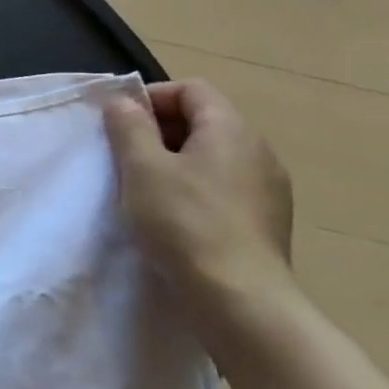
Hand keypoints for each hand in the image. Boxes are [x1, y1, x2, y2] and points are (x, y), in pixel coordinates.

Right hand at [103, 79, 294, 335]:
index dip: (152, 98)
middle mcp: (258, 151)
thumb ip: (130, 127)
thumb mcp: (142, 168)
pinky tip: (174, 217)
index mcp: (231, 129)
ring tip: (145, 189)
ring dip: (175, 162)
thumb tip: (124, 101)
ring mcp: (268, 188)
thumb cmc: (184, 222)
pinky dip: (195, 189)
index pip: (192, 89)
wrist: (240, 299)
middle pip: (204, 120)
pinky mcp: (266, 221)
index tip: (120, 124)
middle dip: (160, 131)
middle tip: (125, 157)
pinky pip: (224, 186)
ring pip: (213, 156)